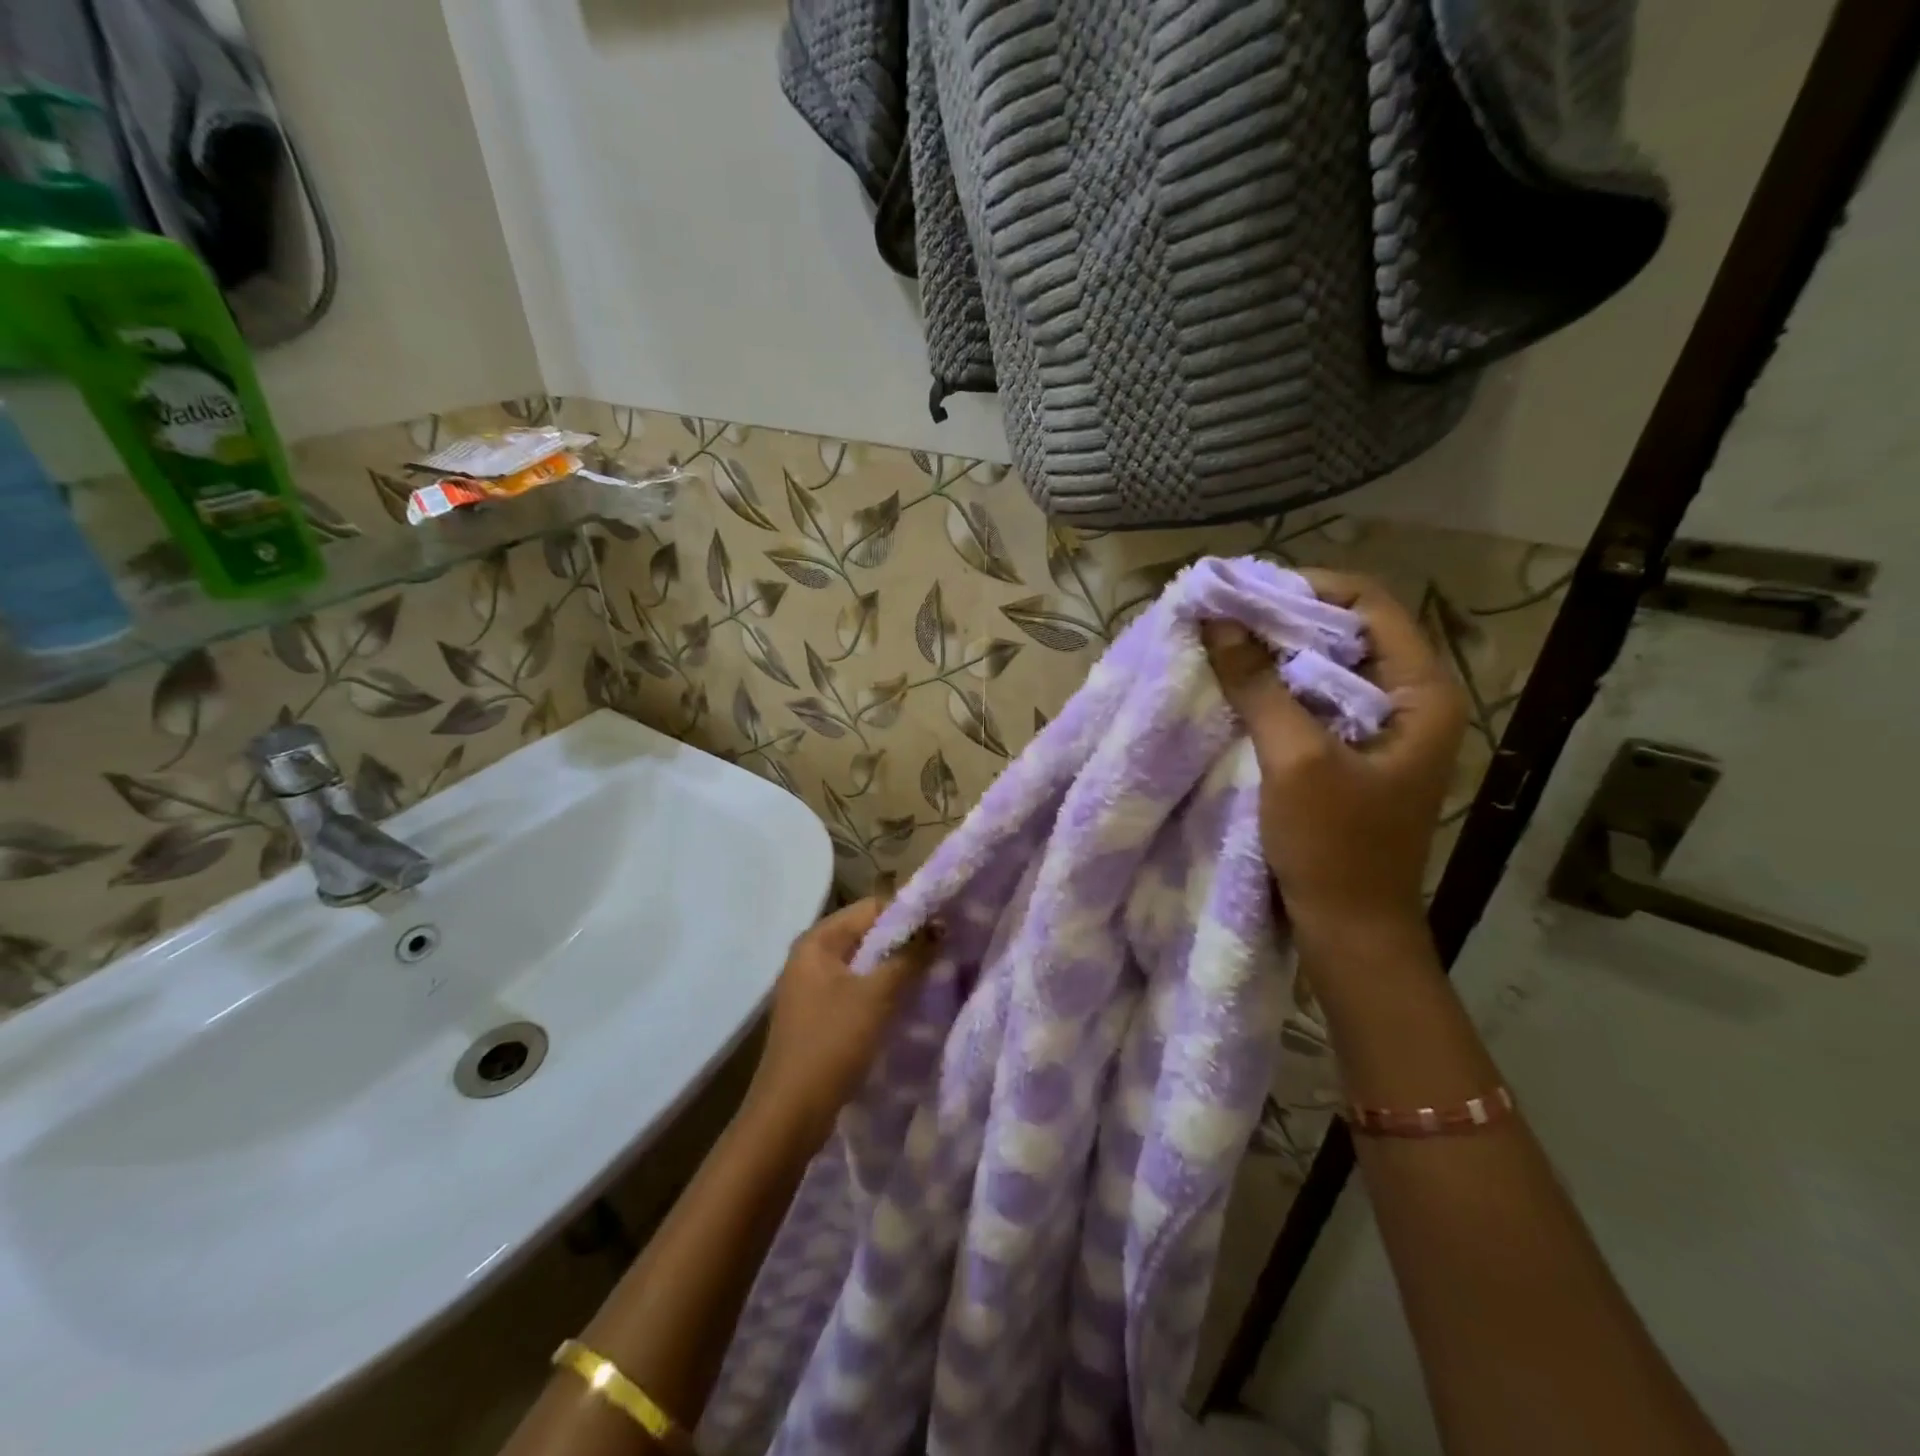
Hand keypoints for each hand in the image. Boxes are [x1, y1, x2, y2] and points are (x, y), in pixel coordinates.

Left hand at [742, 898, 938, 1149]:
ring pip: (866, 964)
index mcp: (818, 941)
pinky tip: (910, 1002)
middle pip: (868, 934)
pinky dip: (883, 991)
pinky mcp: (821, 1015)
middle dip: (906, 941)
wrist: (789, 1115)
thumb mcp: (876, 996)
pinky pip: (859, 989)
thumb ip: (910, 957)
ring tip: (935, 973)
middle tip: (946, 950)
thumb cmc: (831, 1044)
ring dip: (897, 968)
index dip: (910, 913)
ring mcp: (814, 987)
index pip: (872, 907)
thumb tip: (939, 926)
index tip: (946, 925)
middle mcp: (812, 956)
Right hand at [1202, 570, 1467, 966]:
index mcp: (1422, 692)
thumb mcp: (1295, 760)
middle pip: (1347, 631)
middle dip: (1284, 618)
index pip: (1369, 605)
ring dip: (1277, 653)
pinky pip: (1314, 700)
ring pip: (1327, 666)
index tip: (1244, 593)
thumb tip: (1218, 621)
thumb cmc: (1335, 847)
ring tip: (1223, 643)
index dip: (1306, 588)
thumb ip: (1258, 686)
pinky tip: (1238, 685)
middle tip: (1223, 616)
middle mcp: (1410, 700)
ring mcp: (1381, 728)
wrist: (1350, 930)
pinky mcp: (1351, 752)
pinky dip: (1277, 686)